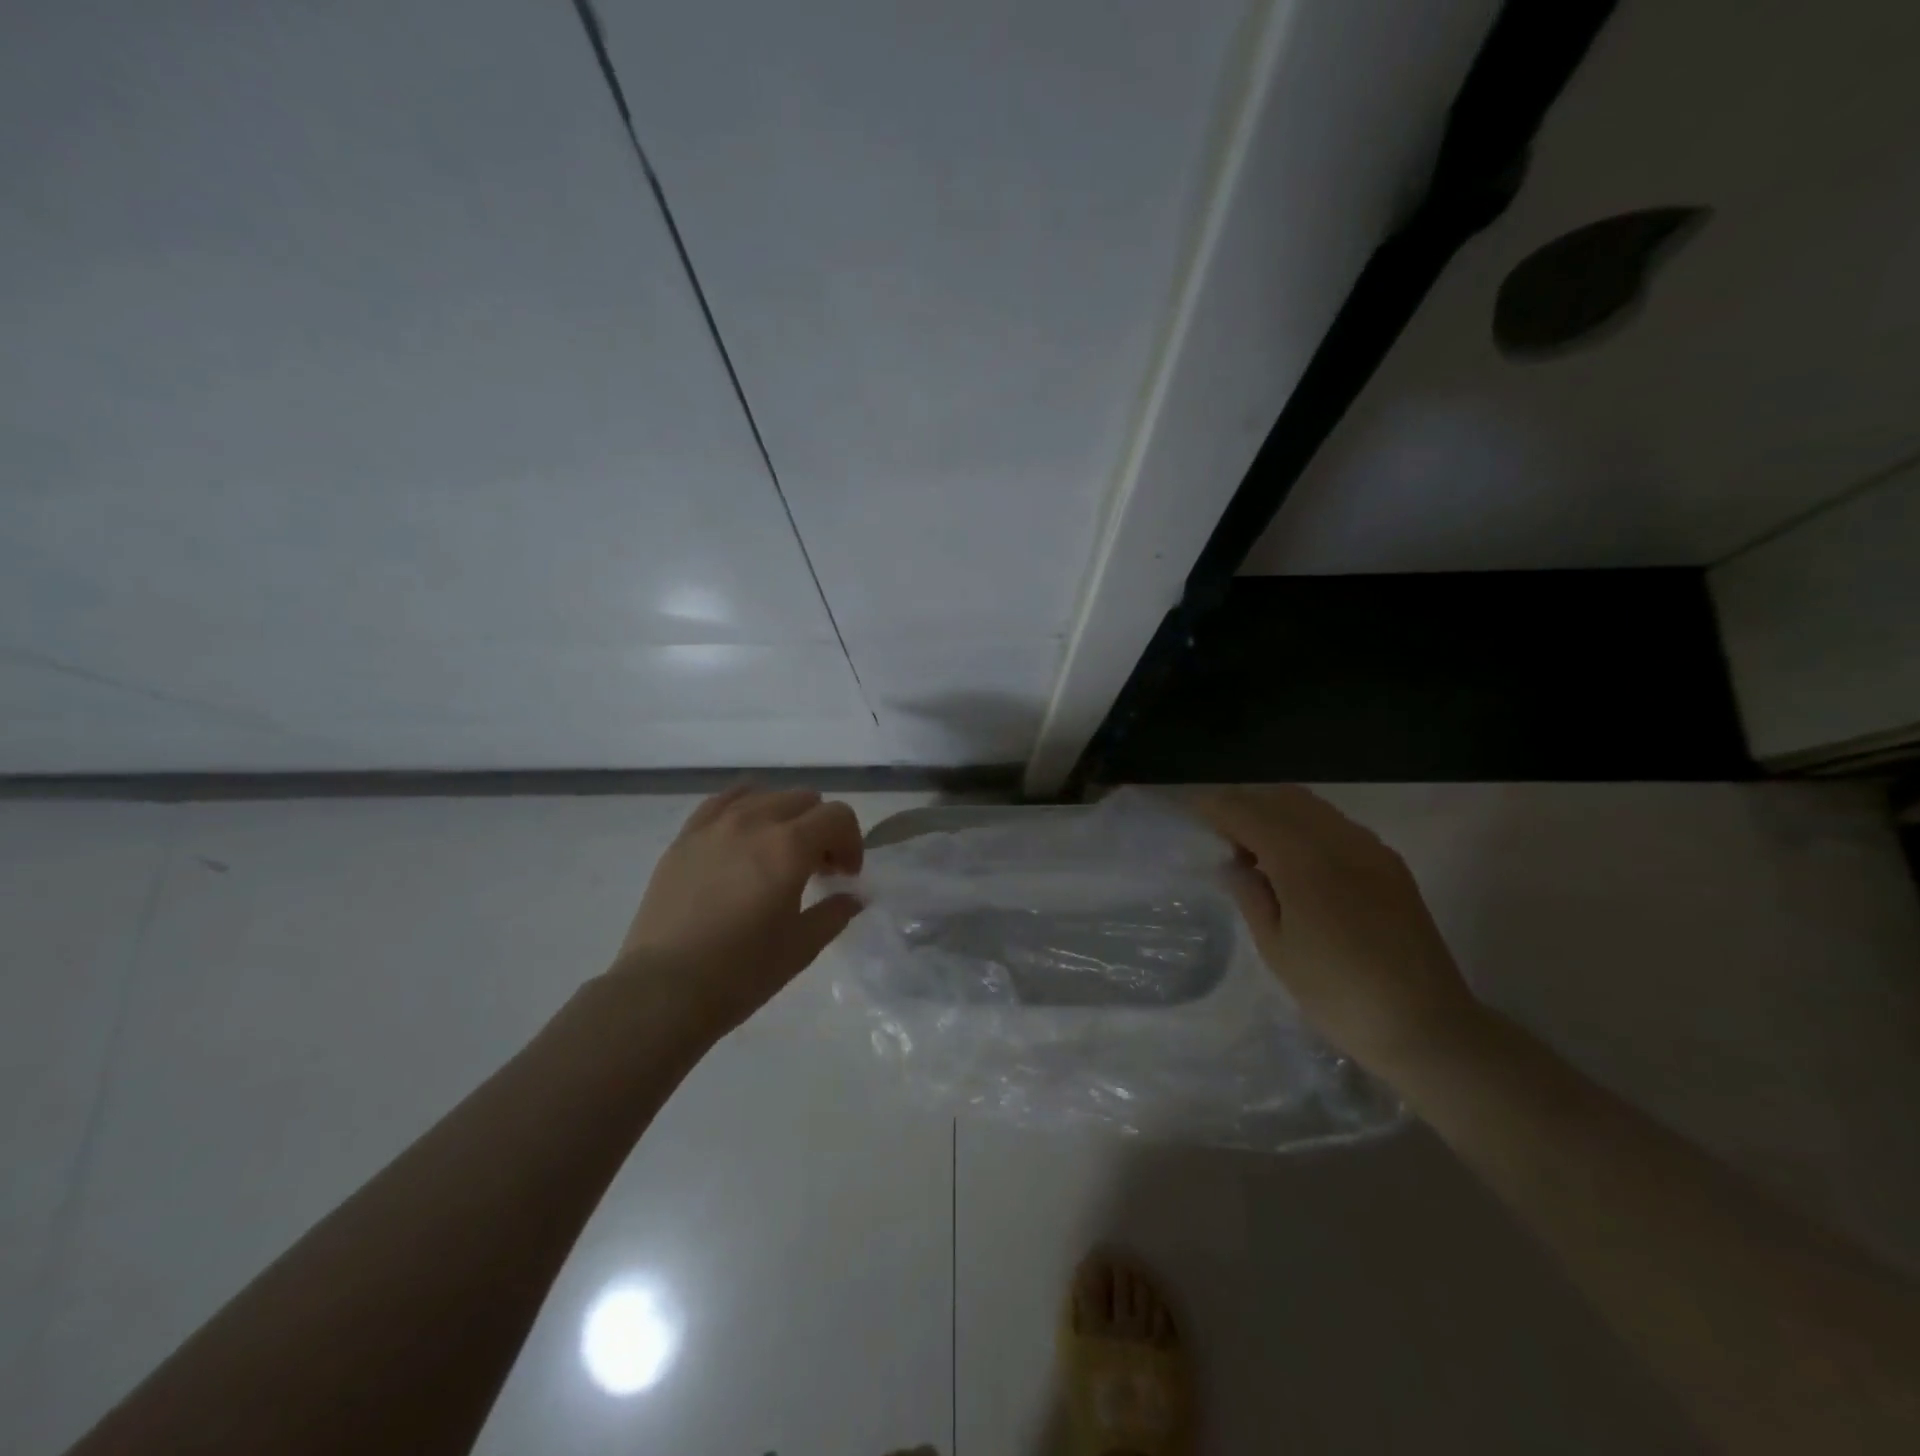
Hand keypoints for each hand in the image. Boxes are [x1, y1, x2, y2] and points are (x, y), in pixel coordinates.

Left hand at [613, 787, 864, 1040]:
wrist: (663, 991)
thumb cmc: (740, 973)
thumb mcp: (801, 947)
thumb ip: (834, 913)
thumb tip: (852, 897)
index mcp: (789, 847)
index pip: (838, 816)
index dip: (851, 843)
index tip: (844, 876)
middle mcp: (754, 821)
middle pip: (805, 800)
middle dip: (821, 829)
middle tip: (816, 869)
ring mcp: (715, 825)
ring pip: (766, 795)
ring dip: (785, 817)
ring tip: (778, 854)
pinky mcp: (686, 836)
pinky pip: (723, 801)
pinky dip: (745, 809)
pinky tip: (744, 836)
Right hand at [1187, 785, 1482, 1076]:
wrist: (1426, 1025)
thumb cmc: (1337, 993)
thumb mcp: (1276, 949)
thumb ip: (1250, 895)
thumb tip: (1234, 863)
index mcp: (1304, 861)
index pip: (1249, 814)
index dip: (1217, 808)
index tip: (1193, 811)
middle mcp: (1338, 840)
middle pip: (1282, 798)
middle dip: (1246, 805)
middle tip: (1221, 834)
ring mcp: (1370, 849)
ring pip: (1312, 807)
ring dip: (1277, 813)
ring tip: (1256, 848)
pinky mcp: (1390, 864)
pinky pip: (1337, 825)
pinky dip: (1306, 826)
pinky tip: (1297, 862)